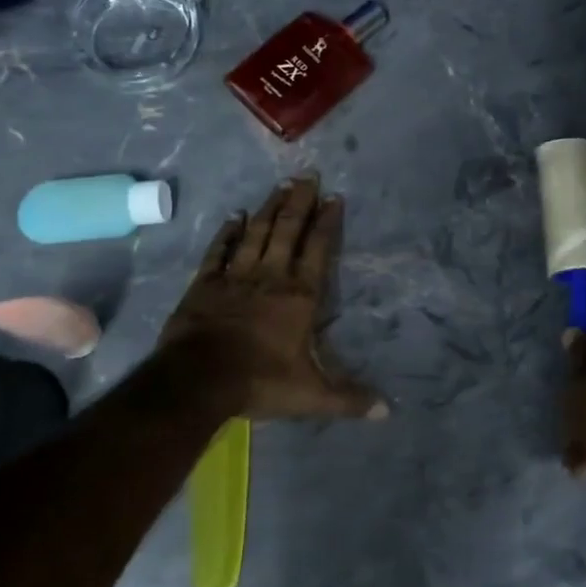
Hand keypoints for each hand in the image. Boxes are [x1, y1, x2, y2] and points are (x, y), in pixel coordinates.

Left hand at [158, 176, 387, 421]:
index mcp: (300, 296)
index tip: (334, 197)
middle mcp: (271, 276)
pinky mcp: (205, 284)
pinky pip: (219, 251)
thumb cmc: (259, 382)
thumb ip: (348, 398)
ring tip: (281, 185)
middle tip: (308, 175)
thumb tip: (387, 411)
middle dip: (300, 201)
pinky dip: (227, 232)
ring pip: (256, 233)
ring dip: (269, 208)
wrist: (198, 380)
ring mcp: (235, 276)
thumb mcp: (311, 396)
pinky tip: (235, 215)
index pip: (318, 249)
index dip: (327, 222)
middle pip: (287, 230)